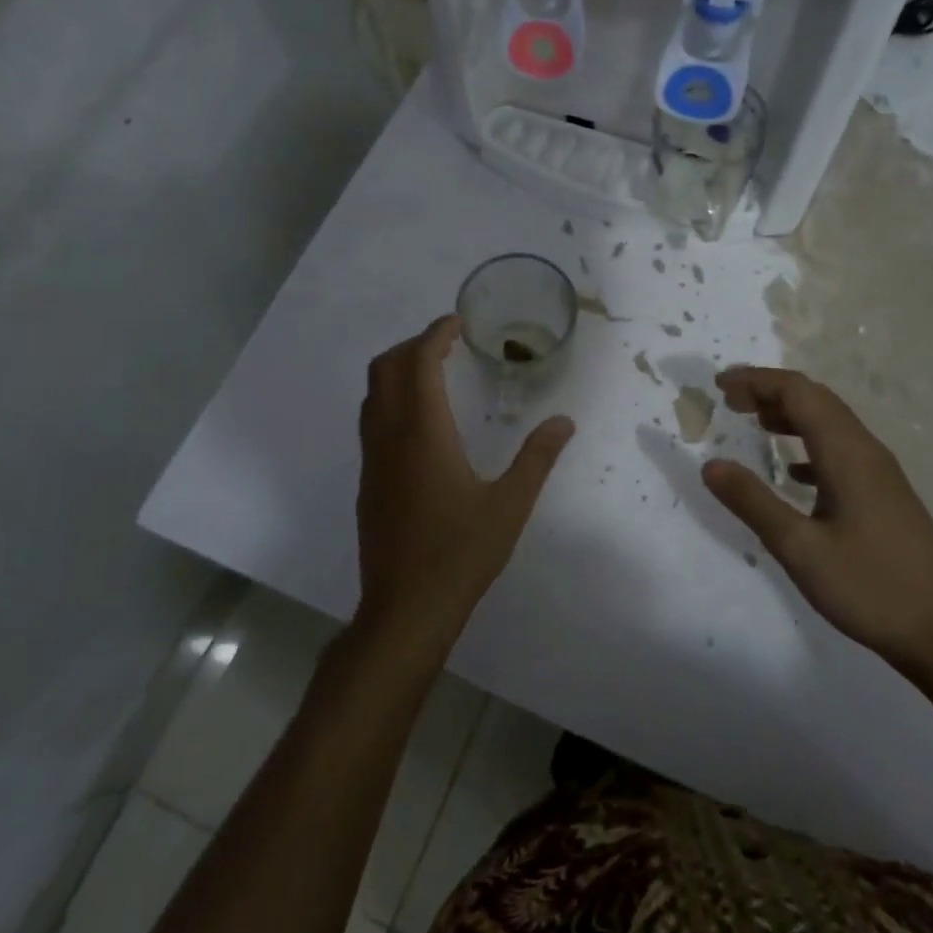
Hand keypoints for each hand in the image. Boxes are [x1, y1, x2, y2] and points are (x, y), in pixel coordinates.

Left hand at [355, 315, 575, 650]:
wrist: (405, 609)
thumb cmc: (460, 554)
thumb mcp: (510, 505)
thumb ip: (537, 458)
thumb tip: (565, 421)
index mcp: (423, 433)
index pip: (419, 362)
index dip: (435, 334)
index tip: (458, 323)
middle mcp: (389, 437)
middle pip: (386, 368)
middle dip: (413, 345)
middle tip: (448, 343)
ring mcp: (372, 460)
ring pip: (373, 394)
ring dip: (398, 370)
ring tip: (434, 371)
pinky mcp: (368, 481)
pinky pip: (372, 420)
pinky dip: (391, 398)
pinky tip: (421, 422)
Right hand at [702, 367, 932, 678]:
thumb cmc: (870, 587)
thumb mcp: (799, 548)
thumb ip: (753, 502)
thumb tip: (710, 465)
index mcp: (846, 454)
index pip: (798, 393)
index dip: (757, 381)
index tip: (719, 385)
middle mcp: (866, 451)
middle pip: (816, 400)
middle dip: (771, 391)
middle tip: (730, 400)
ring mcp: (881, 473)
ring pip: (831, 424)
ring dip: (791, 415)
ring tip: (755, 423)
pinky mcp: (886, 495)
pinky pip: (842, 451)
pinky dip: (810, 445)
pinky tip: (794, 471)